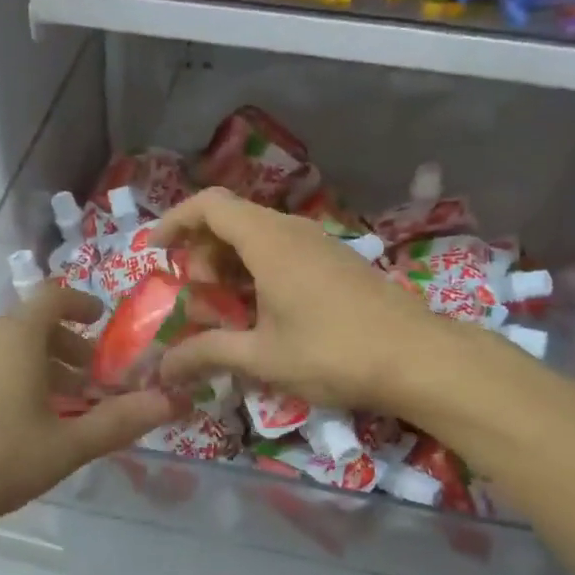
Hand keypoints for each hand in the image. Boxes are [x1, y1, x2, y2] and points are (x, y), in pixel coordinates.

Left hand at [0, 284, 178, 540]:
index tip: (101, 322)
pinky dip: (12, 380)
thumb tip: (172, 401)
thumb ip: (119, 422)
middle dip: (67, 348)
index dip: (81, 304)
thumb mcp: (65, 445)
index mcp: (16, 337)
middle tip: (92, 381)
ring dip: (40, 368)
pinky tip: (18, 424)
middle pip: (32, 327)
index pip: (53, 297)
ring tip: (61, 407)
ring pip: (8, 350)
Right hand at [151, 187, 450, 413]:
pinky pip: (283, 251)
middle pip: (231, 219)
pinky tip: (264, 314)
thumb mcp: (261, 356)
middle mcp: (291, 231)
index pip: (209, 205)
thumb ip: (207, 353)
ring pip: (259, 236)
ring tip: (227, 310)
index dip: (175, 221)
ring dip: (231, 264)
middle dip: (202, 252)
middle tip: (198, 297)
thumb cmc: (332, 351)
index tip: (155, 252)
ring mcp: (318, 244)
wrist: (418, 358)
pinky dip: (258, 271)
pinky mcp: (336, 262)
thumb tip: (163, 369)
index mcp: (268, 240)